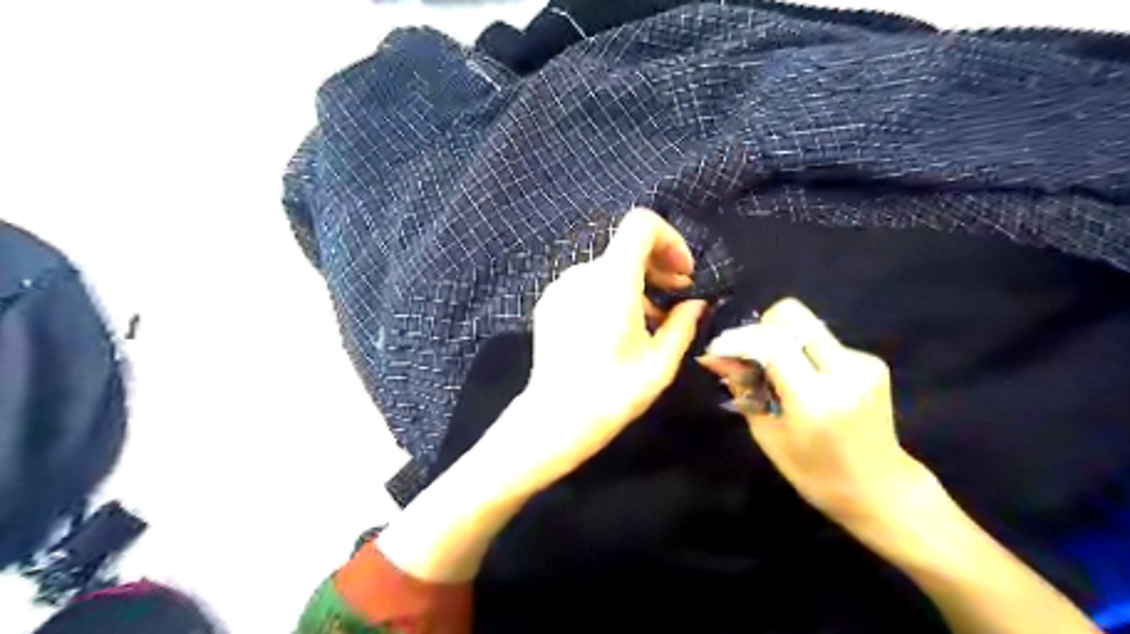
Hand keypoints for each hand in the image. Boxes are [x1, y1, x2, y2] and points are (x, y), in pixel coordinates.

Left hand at [487, 208, 702, 489]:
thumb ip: (683, 324)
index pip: (641, 225)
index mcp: (612, 280)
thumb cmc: (614, 391)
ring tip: (651, 317)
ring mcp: (560, 287)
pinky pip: (587, 284)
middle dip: (658, 263)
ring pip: (607, 267)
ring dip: (635, 281)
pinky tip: (616, 327)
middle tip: (678, 293)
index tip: (684, 273)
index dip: (670, 240)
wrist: (556, 417)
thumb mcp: (660, 362)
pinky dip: (609, 292)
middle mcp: (582, 274)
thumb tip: (696, 304)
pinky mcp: (549, 303)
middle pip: (625, 246)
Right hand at [705, 299, 931, 525]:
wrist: (881, 490)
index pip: (772, 342)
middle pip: (794, 317)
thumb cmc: (815, 473)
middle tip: (751, 355)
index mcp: (815, 398)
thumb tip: (717, 358)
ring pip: (807, 326)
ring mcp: (863, 364)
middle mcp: (844, 372)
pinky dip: (804, 353)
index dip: (741, 339)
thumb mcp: (768, 435)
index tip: (721, 349)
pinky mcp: (872, 362)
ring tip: (778, 374)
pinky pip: (823, 341)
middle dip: (763, 329)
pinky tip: (805, 380)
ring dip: (784, 341)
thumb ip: (744, 389)